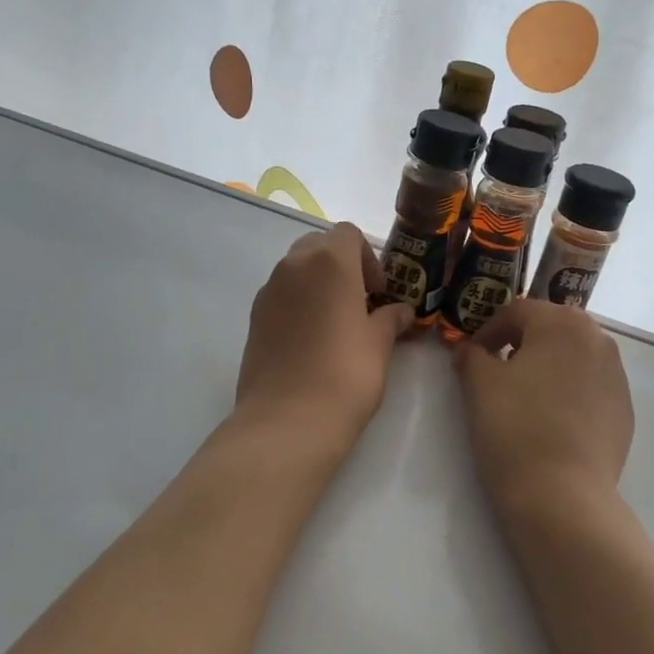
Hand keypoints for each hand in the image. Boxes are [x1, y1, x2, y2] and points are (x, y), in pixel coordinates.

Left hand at [235, 223, 412, 448]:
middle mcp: (293, 267)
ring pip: (295, 270)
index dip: (367, 257)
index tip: (377, 292)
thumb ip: (390, 319)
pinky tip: (310, 342)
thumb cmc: (345, 374)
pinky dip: (297, 305)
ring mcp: (268, 292)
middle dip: (340, 265)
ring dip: (317, 285)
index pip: (348, 233)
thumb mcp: (379, 344)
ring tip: (335, 325)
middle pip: (318, 246)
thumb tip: (400, 311)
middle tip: (358, 302)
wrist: (287, 420)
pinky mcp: (253, 319)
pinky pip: (280, 296)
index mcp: (329, 262)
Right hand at [454, 299, 634, 526]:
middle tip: (496, 368)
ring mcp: (617, 375)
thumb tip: (471, 351)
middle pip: (551, 328)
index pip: (517, 311)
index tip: (470, 355)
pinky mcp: (625, 409)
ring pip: (573, 356)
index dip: (488, 330)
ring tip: (523, 394)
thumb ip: (472, 356)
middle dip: (521, 342)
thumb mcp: (479, 385)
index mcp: (562, 322)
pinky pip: (590, 385)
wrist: (564, 496)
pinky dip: (568, 390)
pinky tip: (550, 420)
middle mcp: (597, 339)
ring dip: (547, 364)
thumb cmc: (515, 428)